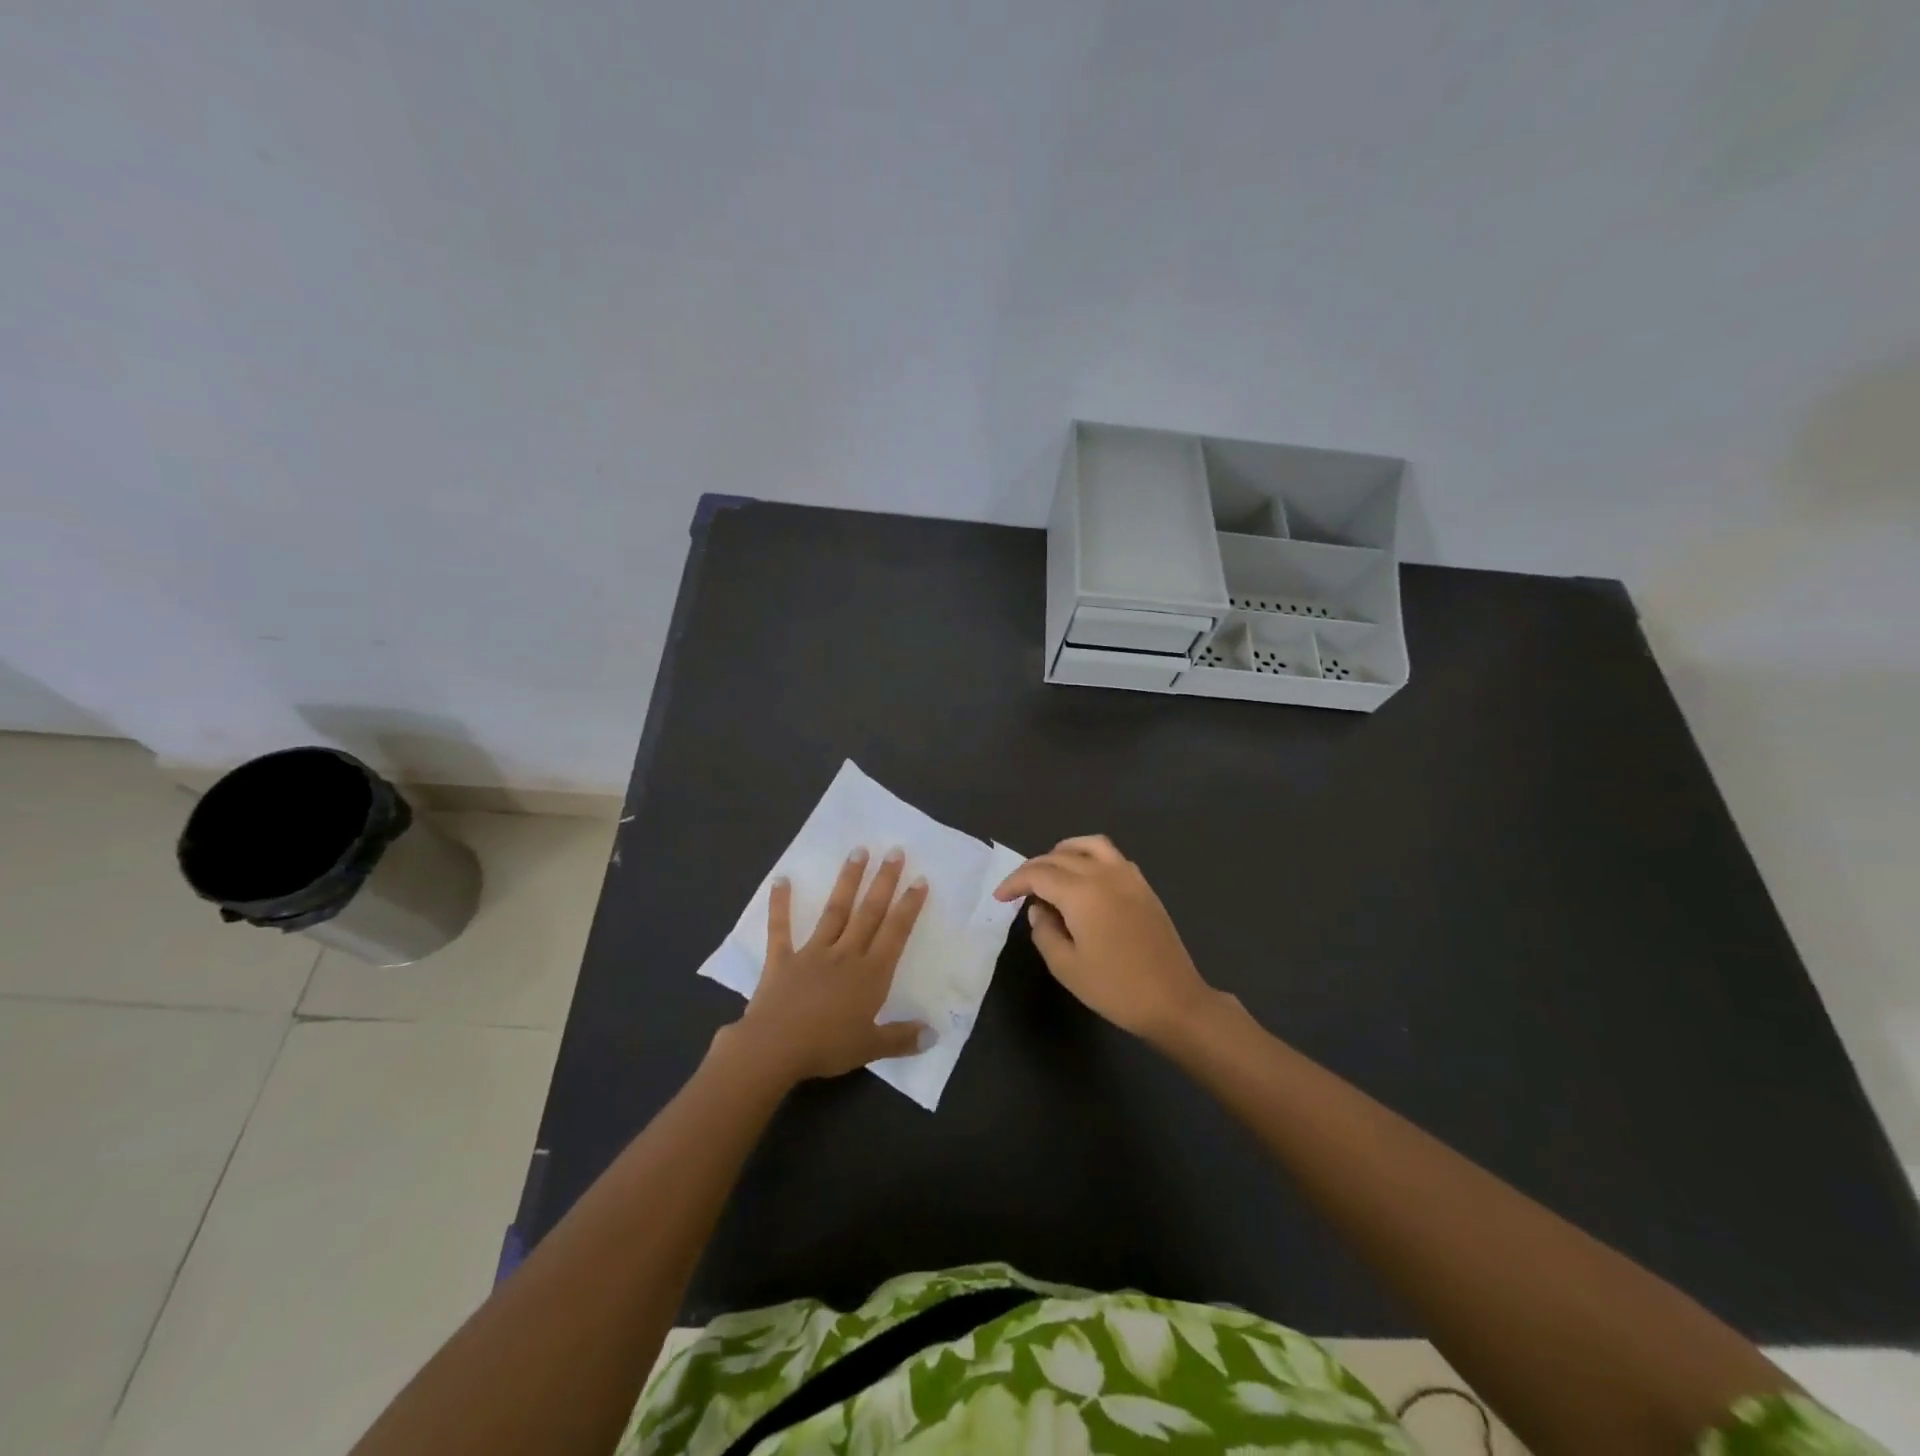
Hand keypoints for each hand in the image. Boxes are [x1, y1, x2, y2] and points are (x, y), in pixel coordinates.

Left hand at [728, 846, 931, 1084]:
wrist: (775, 1048)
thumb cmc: (827, 1047)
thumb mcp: (870, 1048)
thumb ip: (902, 1039)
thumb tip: (935, 1035)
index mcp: (871, 974)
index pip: (895, 933)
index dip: (909, 906)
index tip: (919, 879)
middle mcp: (846, 954)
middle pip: (869, 912)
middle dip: (883, 881)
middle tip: (894, 850)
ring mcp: (812, 952)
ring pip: (835, 910)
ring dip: (847, 880)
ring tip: (858, 851)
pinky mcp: (782, 958)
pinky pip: (781, 927)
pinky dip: (780, 904)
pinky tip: (781, 879)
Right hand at [995, 835, 1215, 1040]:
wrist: (1174, 1001)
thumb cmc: (1115, 989)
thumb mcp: (1066, 967)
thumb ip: (1044, 931)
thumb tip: (1039, 909)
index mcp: (1082, 893)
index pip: (1038, 874)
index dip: (1014, 882)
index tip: (999, 898)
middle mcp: (1104, 874)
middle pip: (1060, 856)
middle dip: (1034, 868)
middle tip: (1019, 890)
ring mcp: (1128, 876)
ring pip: (1089, 845)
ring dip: (1063, 852)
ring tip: (1050, 871)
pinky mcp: (1143, 886)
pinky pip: (1111, 855)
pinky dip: (1089, 856)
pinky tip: (1083, 879)